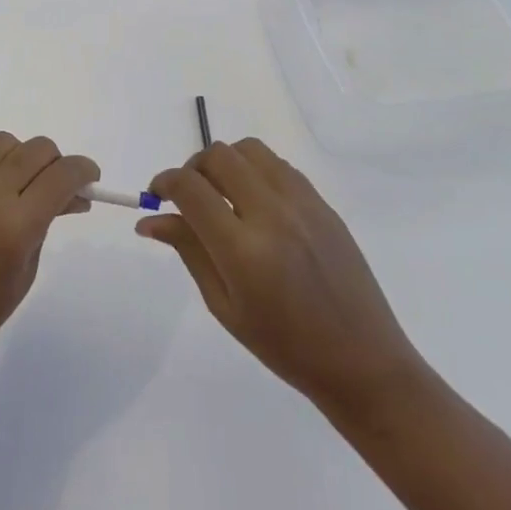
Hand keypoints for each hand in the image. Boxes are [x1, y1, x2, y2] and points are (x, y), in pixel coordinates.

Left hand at [0, 133, 95, 399]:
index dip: (84, 171)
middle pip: (37, 149)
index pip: (63, 175)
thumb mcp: (25, 273)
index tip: (89, 180)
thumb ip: (46, 225)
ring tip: (18, 184)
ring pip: (4, 141)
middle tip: (55, 188)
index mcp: (16, 226)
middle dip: (56, 164)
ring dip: (21, 156)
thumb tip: (68, 196)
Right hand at [139, 139, 423, 421]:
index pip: (190, 188)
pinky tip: (255, 203)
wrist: (361, 359)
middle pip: (219, 156)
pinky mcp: (323, 203)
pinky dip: (255, 171)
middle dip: (192, 168)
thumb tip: (149, 220)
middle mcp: (272, 214)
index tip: (156, 195)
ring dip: (225, 163)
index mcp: (243, 250)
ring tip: (222, 195)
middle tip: (188, 197)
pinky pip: (279, 166)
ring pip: (250, 149)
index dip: (164, 182)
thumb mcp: (224, 306)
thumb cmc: (284, 346)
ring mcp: (302, 203)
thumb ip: (189, 251)